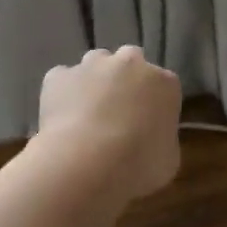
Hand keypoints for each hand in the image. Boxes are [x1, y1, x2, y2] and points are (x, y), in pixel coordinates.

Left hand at [37, 46, 182, 200]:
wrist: (87, 161)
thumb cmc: (138, 164)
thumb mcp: (168, 160)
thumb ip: (161, 139)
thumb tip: (150, 139)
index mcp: (164, 83)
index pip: (164, 85)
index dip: (154, 104)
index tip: (147, 124)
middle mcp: (130, 63)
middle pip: (130, 62)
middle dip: (125, 80)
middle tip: (118, 112)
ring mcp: (91, 66)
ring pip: (95, 64)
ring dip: (94, 81)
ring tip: (87, 113)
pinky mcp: (59, 76)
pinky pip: (62, 79)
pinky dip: (62, 93)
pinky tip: (62, 118)